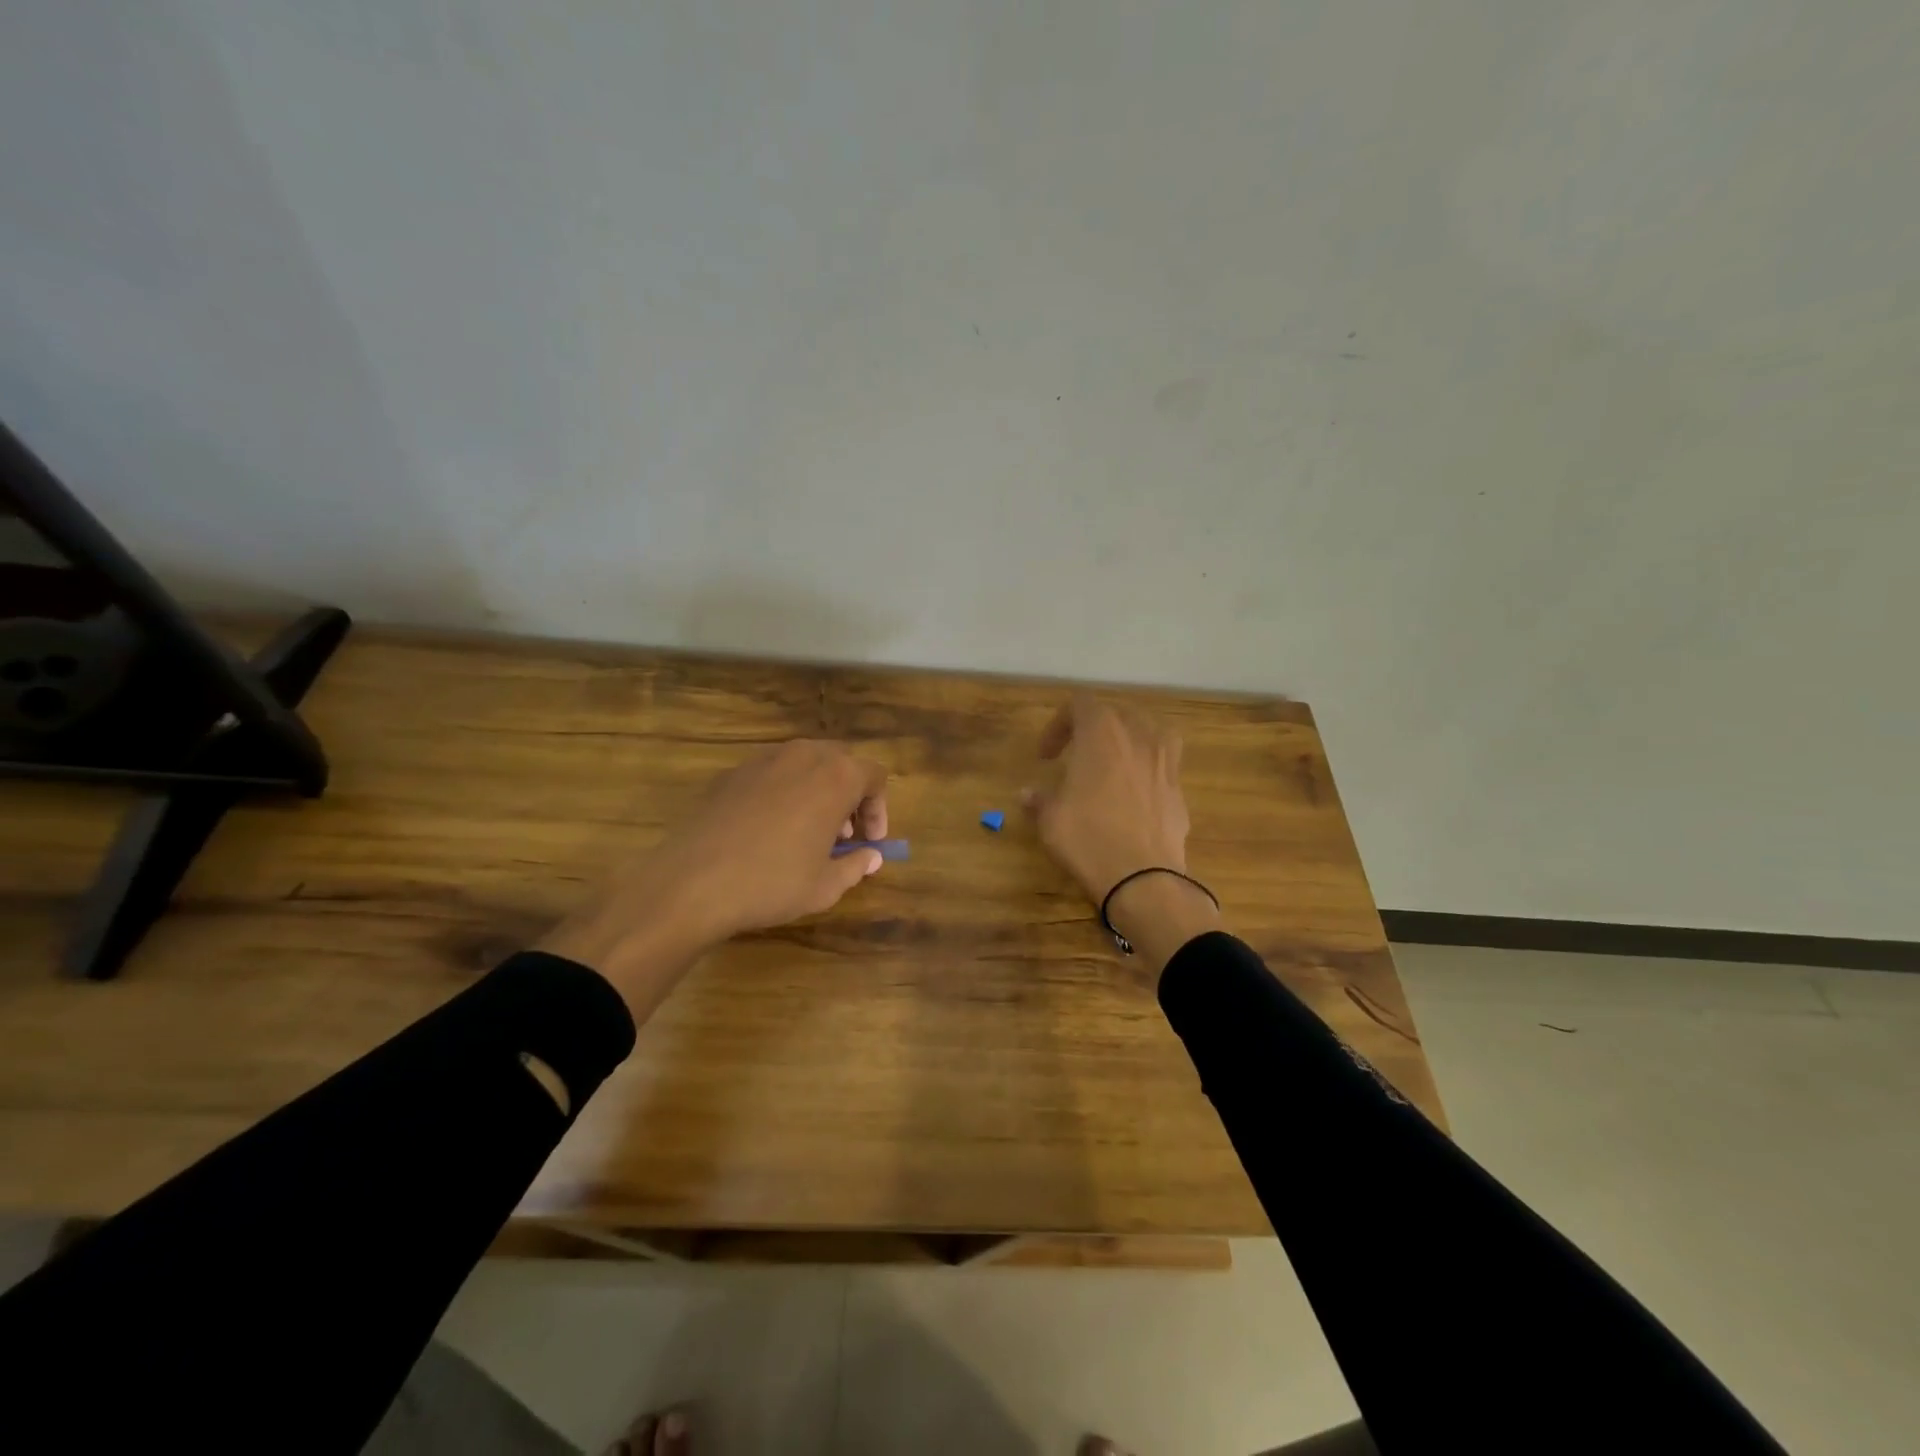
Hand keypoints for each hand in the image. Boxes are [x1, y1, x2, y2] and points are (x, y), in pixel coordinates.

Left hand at [540, 740, 888, 1017]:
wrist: (693, 882)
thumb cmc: (772, 883)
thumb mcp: (825, 885)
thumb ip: (856, 865)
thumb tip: (871, 857)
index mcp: (836, 776)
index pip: (874, 776)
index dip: (879, 809)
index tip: (871, 841)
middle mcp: (803, 755)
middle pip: (841, 762)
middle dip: (849, 795)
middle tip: (844, 835)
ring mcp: (763, 759)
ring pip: (805, 764)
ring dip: (817, 791)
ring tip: (808, 832)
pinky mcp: (731, 773)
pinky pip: (771, 774)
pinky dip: (783, 793)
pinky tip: (769, 830)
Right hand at [1023, 695, 1189, 901]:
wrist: (1143, 877)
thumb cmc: (1088, 838)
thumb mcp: (1051, 820)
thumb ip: (1040, 800)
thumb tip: (1027, 795)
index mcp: (1102, 733)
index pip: (1080, 705)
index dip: (1059, 725)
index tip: (1046, 756)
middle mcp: (1138, 737)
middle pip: (1117, 714)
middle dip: (1094, 730)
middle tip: (1077, 756)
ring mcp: (1165, 762)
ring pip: (1151, 733)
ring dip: (1130, 741)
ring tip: (1116, 764)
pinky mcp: (1180, 790)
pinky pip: (1164, 766)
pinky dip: (1148, 772)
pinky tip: (1136, 797)